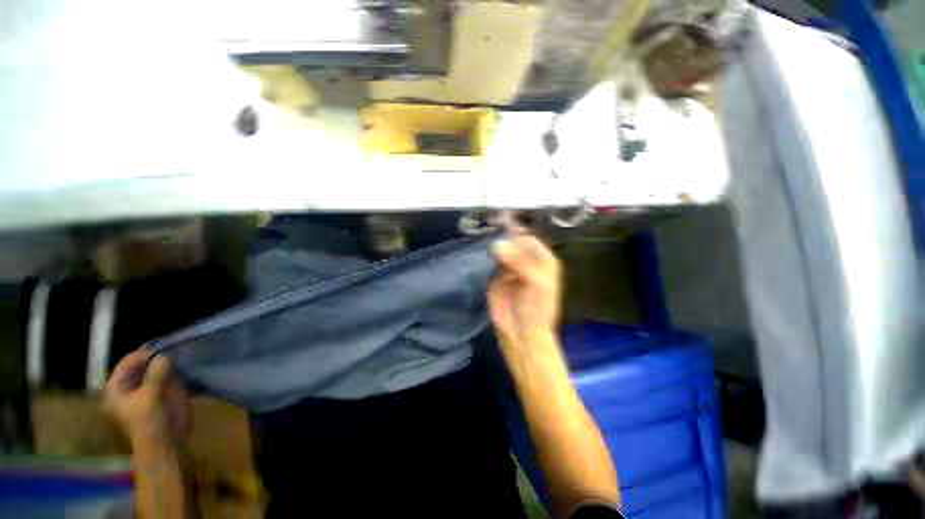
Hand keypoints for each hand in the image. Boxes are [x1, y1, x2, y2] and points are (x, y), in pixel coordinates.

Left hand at [104, 348, 191, 452]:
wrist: (165, 443)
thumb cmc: (150, 422)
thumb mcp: (150, 397)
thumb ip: (156, 374)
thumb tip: (164, 355)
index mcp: (118, 387)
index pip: (128, 362)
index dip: (144, 354)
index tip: (163, 347)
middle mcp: (131, 385)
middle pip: (142, 364)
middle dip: (157, 356)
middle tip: (175, 348)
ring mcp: (148, 388)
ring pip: (157, 368)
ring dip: (168, 362)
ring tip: (182, 354)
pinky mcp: (164, 392)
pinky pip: (169, 374)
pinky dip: (176, 369)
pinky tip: (186, 366)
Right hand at [488, 234, 561, 347]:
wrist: (521, 332)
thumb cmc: (536, 309)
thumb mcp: (537, 284)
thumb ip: (521, 262)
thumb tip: (497, 244)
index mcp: (542, 260)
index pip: (528, 240)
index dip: (516, 236)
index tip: (501, 233)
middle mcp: (526, 260)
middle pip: (513, 242)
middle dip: (501, 239)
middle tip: (488, 237)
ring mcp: (509, 267)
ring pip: (500, 250)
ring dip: (491, 247)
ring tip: (482, 243)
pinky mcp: (495, 276)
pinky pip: (489, 262)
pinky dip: (484, 257)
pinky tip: (477, 255)